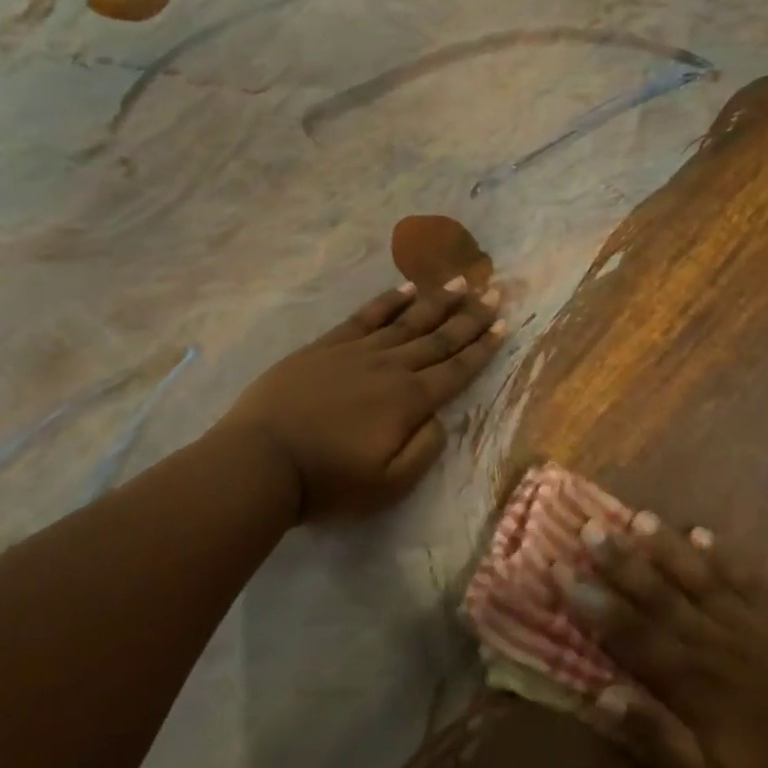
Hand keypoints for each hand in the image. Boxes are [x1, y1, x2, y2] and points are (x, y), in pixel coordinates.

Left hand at [219, 279, 505, 522]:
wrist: (263, 460)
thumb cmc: (328, 481)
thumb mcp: (389, 485)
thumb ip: (424, 450)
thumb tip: (441, 418)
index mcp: (409, 401)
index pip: (456, 370)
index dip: (482, 348)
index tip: (504, 325)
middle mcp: (391, 367)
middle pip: (439, 338)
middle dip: (470, 317)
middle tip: (495, 293)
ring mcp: (358, 351)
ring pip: (408, 320)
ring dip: (438, 301)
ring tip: (462, 282)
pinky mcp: (327, 345)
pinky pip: (366, 316)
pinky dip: (389, 301)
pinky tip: (406, 287)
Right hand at [564, 515, 767, 767]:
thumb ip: (658, 739)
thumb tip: (604, 693)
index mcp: (695, 683)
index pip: (631, 634)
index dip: (592, 602)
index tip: (560, 570)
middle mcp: (716, 643)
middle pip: (659, 594)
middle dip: (619, 561)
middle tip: (587, 527)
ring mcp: (753, 626)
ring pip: (698, 577)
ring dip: (664, 547)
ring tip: (635, 517)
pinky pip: (746, 579)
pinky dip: (722, 555)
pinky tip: (702, 534)